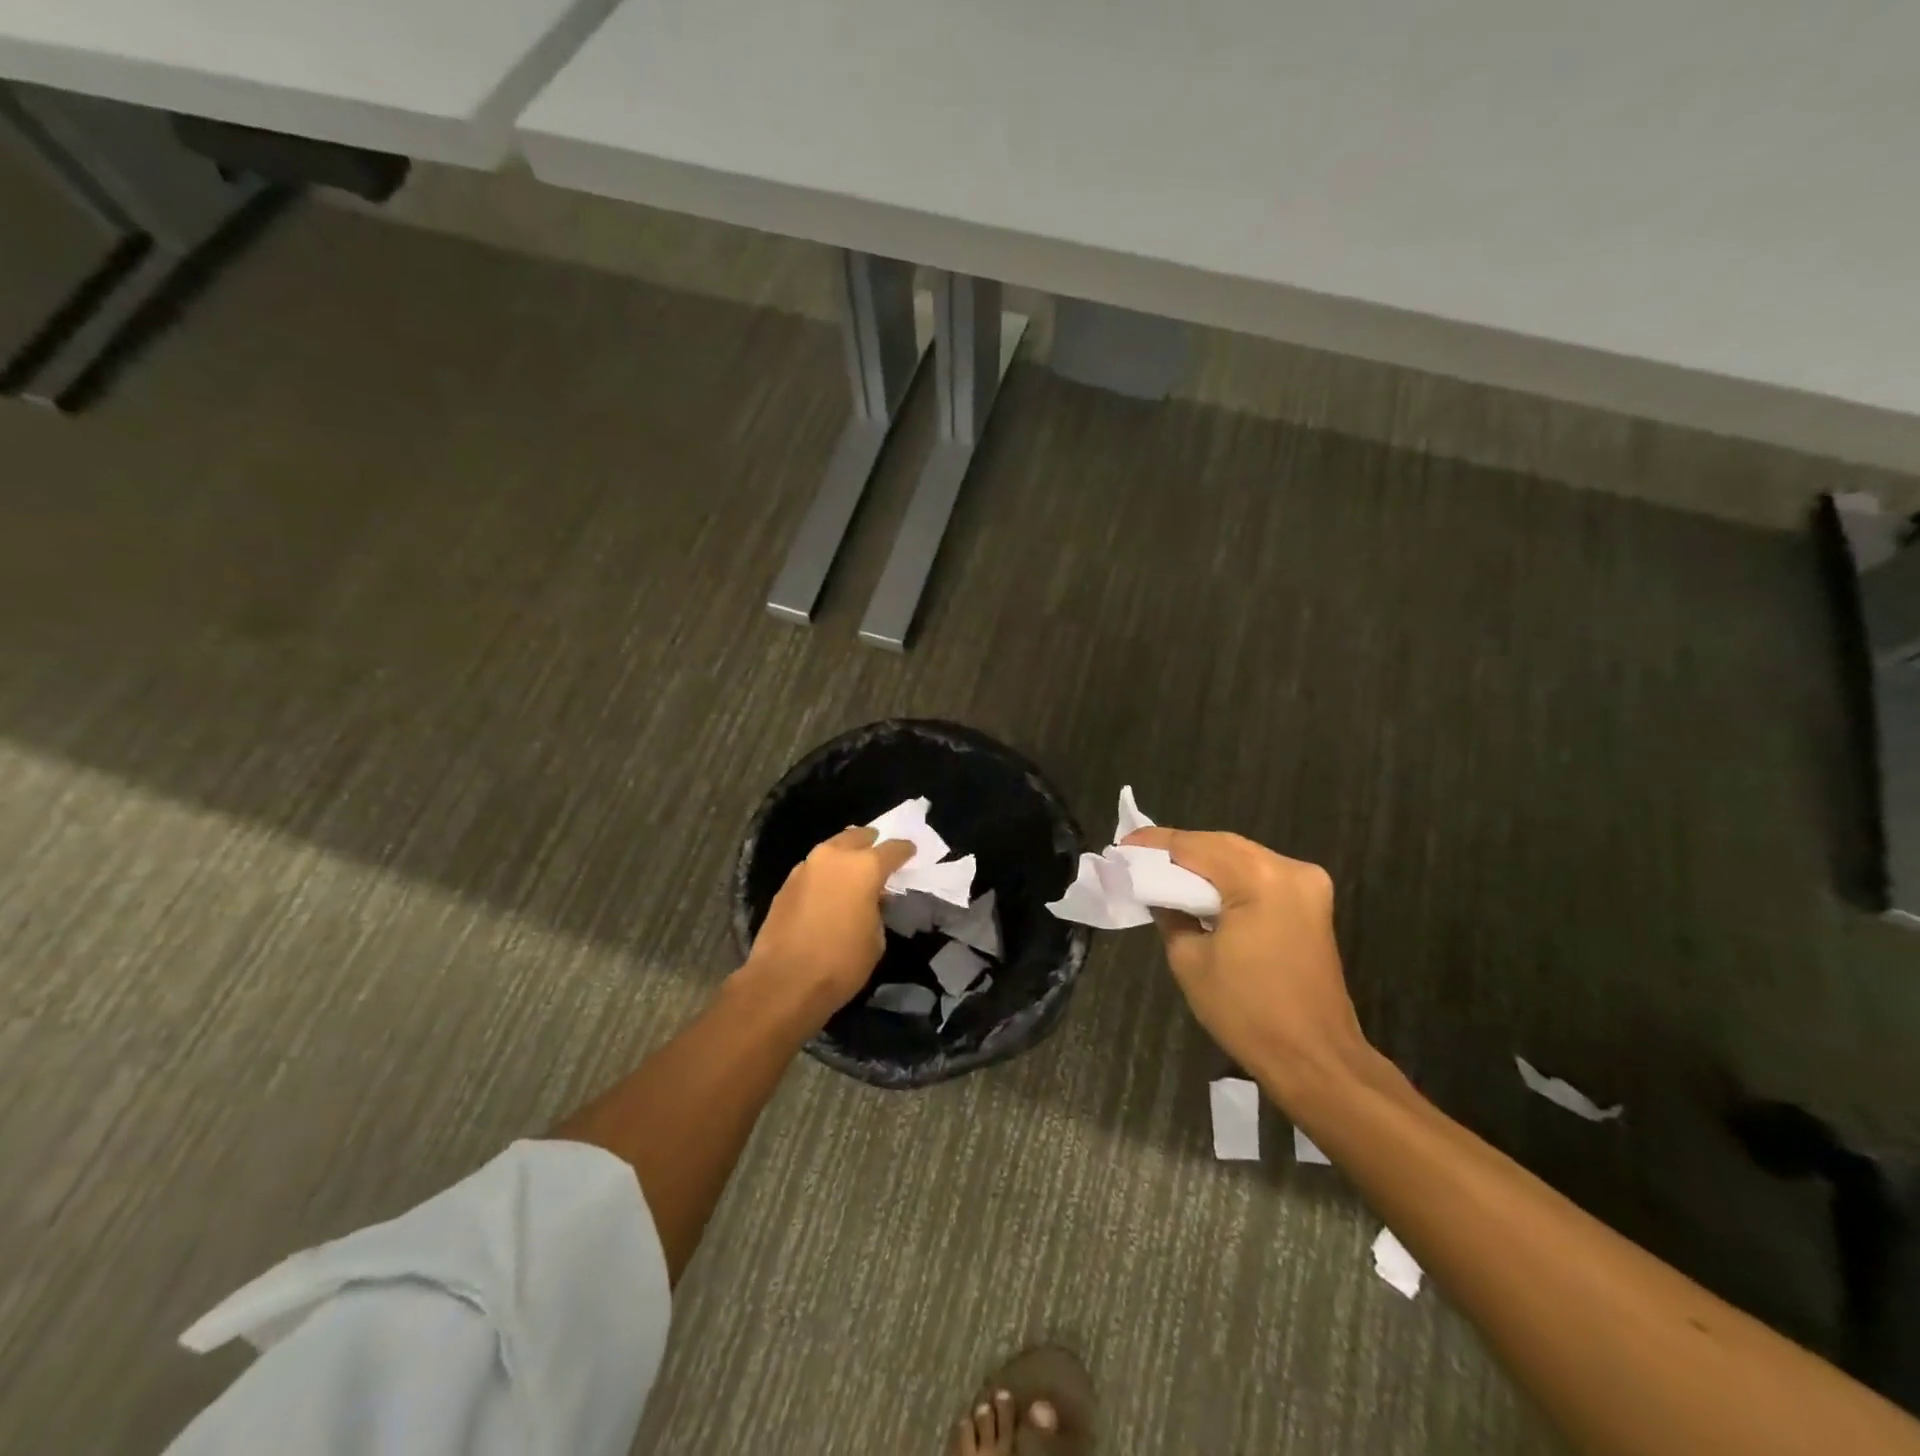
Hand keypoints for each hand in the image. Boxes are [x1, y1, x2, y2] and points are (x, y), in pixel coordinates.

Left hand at [742, 827, 914, 1031]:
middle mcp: (834, 857)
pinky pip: (812, 870)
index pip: (892, 848)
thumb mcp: (876, 940)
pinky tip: (827, 891)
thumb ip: (877, 910)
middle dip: (870, 843)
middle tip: (877, 855)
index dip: (904, 850)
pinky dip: (824, 875)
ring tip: (852, 872)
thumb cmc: (841, 963)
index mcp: (865, 868)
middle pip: (856, 837)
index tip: (910, 852)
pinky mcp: (785, 884)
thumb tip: (869, 901)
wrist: (783, 982)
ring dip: (844, 857)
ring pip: (831, 850)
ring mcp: (805, 867)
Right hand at [1124, 828, 1368, 1103]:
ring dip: (1203, 861)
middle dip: (1179, 849)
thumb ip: (1170, 913)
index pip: (1194, 846)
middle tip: (1138, 856)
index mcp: (1259, 879)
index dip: (1154, 845)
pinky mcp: (1313, 903)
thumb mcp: (1189, 960)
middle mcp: (1289, 869)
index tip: (1121, 845)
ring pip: (1242, 856)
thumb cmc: (1247, 1013)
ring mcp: (1308, 884)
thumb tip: (1158, 893)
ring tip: (1162, 870)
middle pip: (1221, 844)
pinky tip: (1200, 886)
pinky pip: (1260, 874)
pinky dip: (1228, 876)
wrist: (1315, 1059)